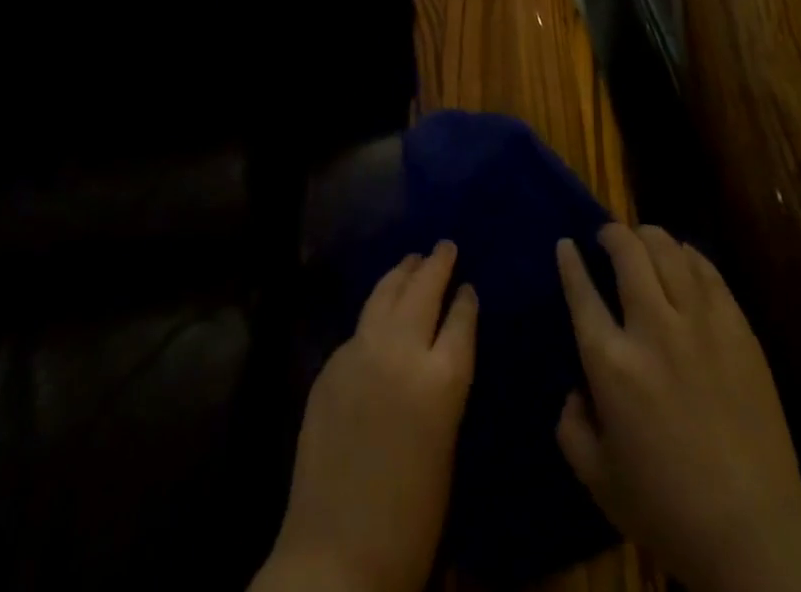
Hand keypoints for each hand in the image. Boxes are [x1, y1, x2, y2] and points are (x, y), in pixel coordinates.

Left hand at [252, 240, 478, 591]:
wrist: (336, 555)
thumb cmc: (410, 518)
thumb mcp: (447, 446)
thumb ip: (445, 386)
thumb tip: (443, 351)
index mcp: (441, 380)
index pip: (461, 318)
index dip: (466, 298)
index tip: (469, 284)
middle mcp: (401, 351)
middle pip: (423, 290)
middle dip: (437, 264)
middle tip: (445, 245)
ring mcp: (361, 352)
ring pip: (385, 293)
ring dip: (402, 273)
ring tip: (413, 259)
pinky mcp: (331, 364)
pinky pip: (361, 324)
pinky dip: (376, 307)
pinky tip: (380, 308)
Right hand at [555, 224, 800, 591]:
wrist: (755, 531)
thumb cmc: (668, 509)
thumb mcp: (598, 479)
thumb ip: (572, 428)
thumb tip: (576, 389)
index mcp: (612, 363)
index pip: (581, 292)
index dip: (570, 262)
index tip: (566, 245)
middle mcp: (652, 329)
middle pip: (628, 253)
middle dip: (612, 234)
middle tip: (607, 237)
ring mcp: (699, 323)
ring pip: (669, 251)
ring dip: (649, 236)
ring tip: (642, 239)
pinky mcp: (737, 328)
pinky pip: (707, 271)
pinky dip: (688, 255)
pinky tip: (683, 258)